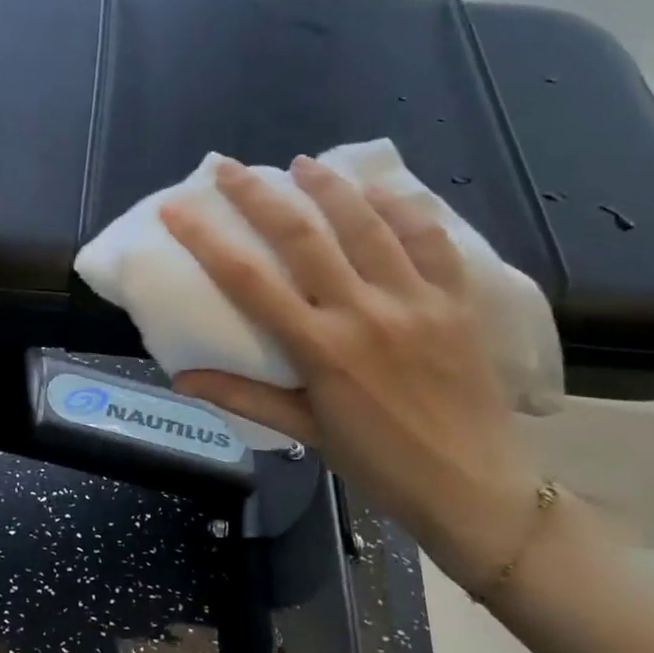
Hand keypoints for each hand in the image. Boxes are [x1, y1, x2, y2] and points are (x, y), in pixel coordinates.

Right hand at [161, 157, 541, 587]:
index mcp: (321, 349)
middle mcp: (364, 314)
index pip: (249, 282)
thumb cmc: (380, 464)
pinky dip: (404, 208)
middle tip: (229, 167)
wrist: (476, 489)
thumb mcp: (306, 432)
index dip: (206, 239)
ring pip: (368, 224)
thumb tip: (181, 378)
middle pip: (303, 237)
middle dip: (259, 195)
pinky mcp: (457, 302)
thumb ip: (243, 397)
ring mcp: (416, 302)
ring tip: (303, 164)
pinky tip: (381, 189)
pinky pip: (431, 240)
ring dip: (329, 187)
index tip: (177, 209)